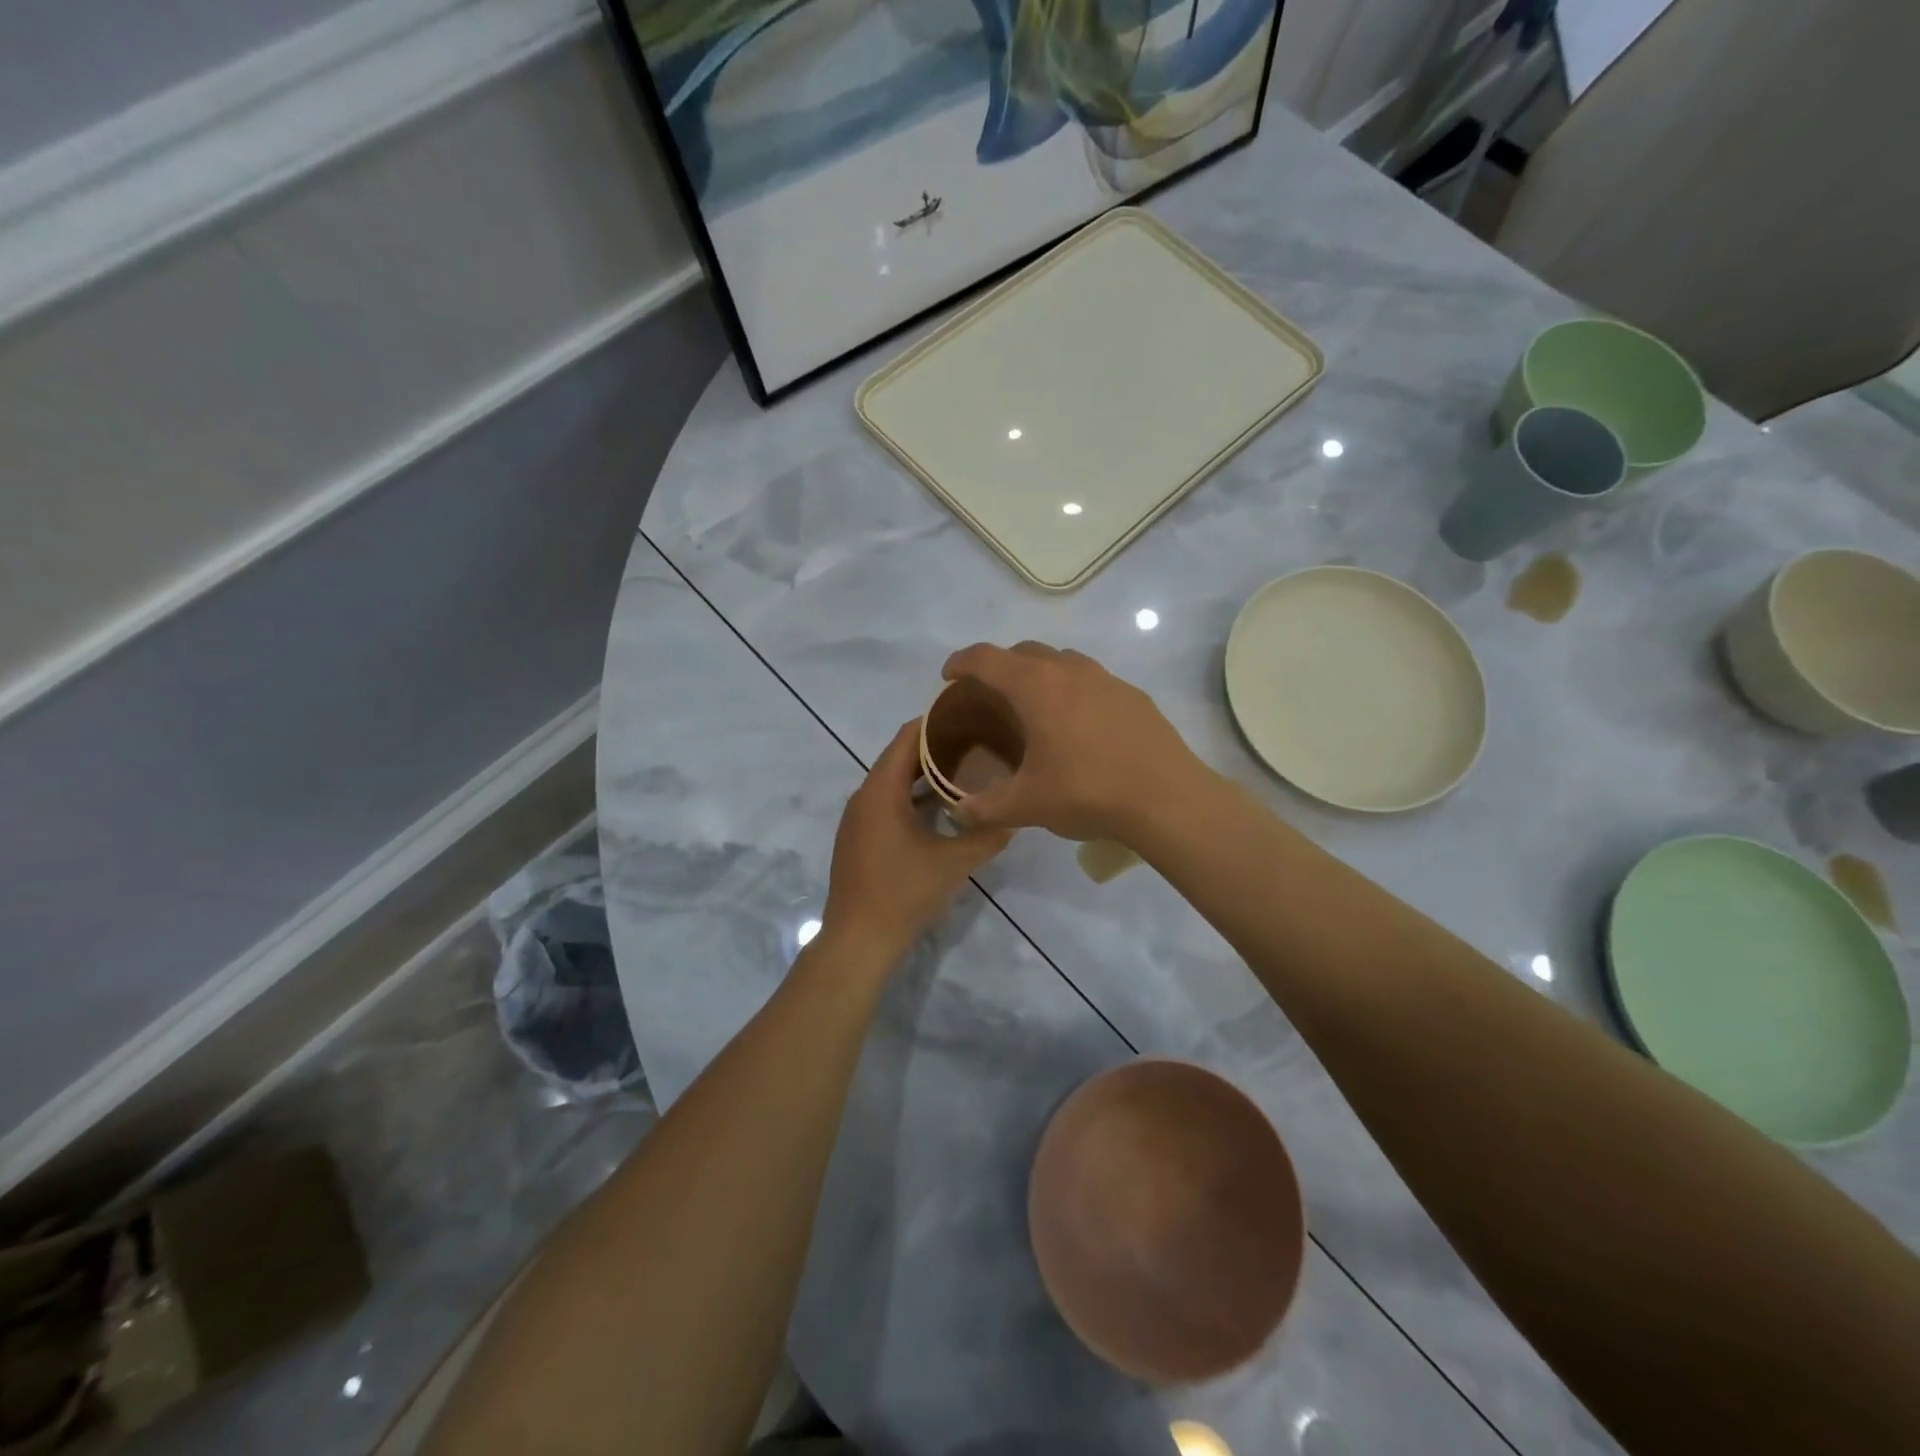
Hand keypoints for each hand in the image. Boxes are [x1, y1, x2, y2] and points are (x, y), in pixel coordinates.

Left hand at [821, 721, 1012, 963]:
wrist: (859, 940)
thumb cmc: (903, 892)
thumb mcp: (955, 862)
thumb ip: (987, 834)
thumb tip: (1016, 815)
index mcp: (881, 790)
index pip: (907, 737)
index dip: (937, 722)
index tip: (971, 713)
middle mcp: (864, 795)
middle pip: (900, 756)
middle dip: (937, 747)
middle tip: (978, 740)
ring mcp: (859, 818)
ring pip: (894, 781)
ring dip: (926, 774)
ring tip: (967, 768)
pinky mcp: (860, 837)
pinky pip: (888, 802)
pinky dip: (914, 796)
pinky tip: (943, 806)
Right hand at [940, 642, 1205, 841]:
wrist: (1167, 798)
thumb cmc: (1087, 792)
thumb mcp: (1026, 805)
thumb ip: (984, 807)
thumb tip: (959, 812)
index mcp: (1036, 686)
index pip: (986, 658)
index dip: (961, 662)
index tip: (949, 676)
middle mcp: (1069, 670)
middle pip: (1023, 652)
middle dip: (999, 666)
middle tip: (989, 696)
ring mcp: (1105, 678)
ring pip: (1061, 661)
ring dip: (1038, 673)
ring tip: (1033, 707)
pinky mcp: (1132, 695)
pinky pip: (1090, 679)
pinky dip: (1071, 690)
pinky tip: (1077, 725)